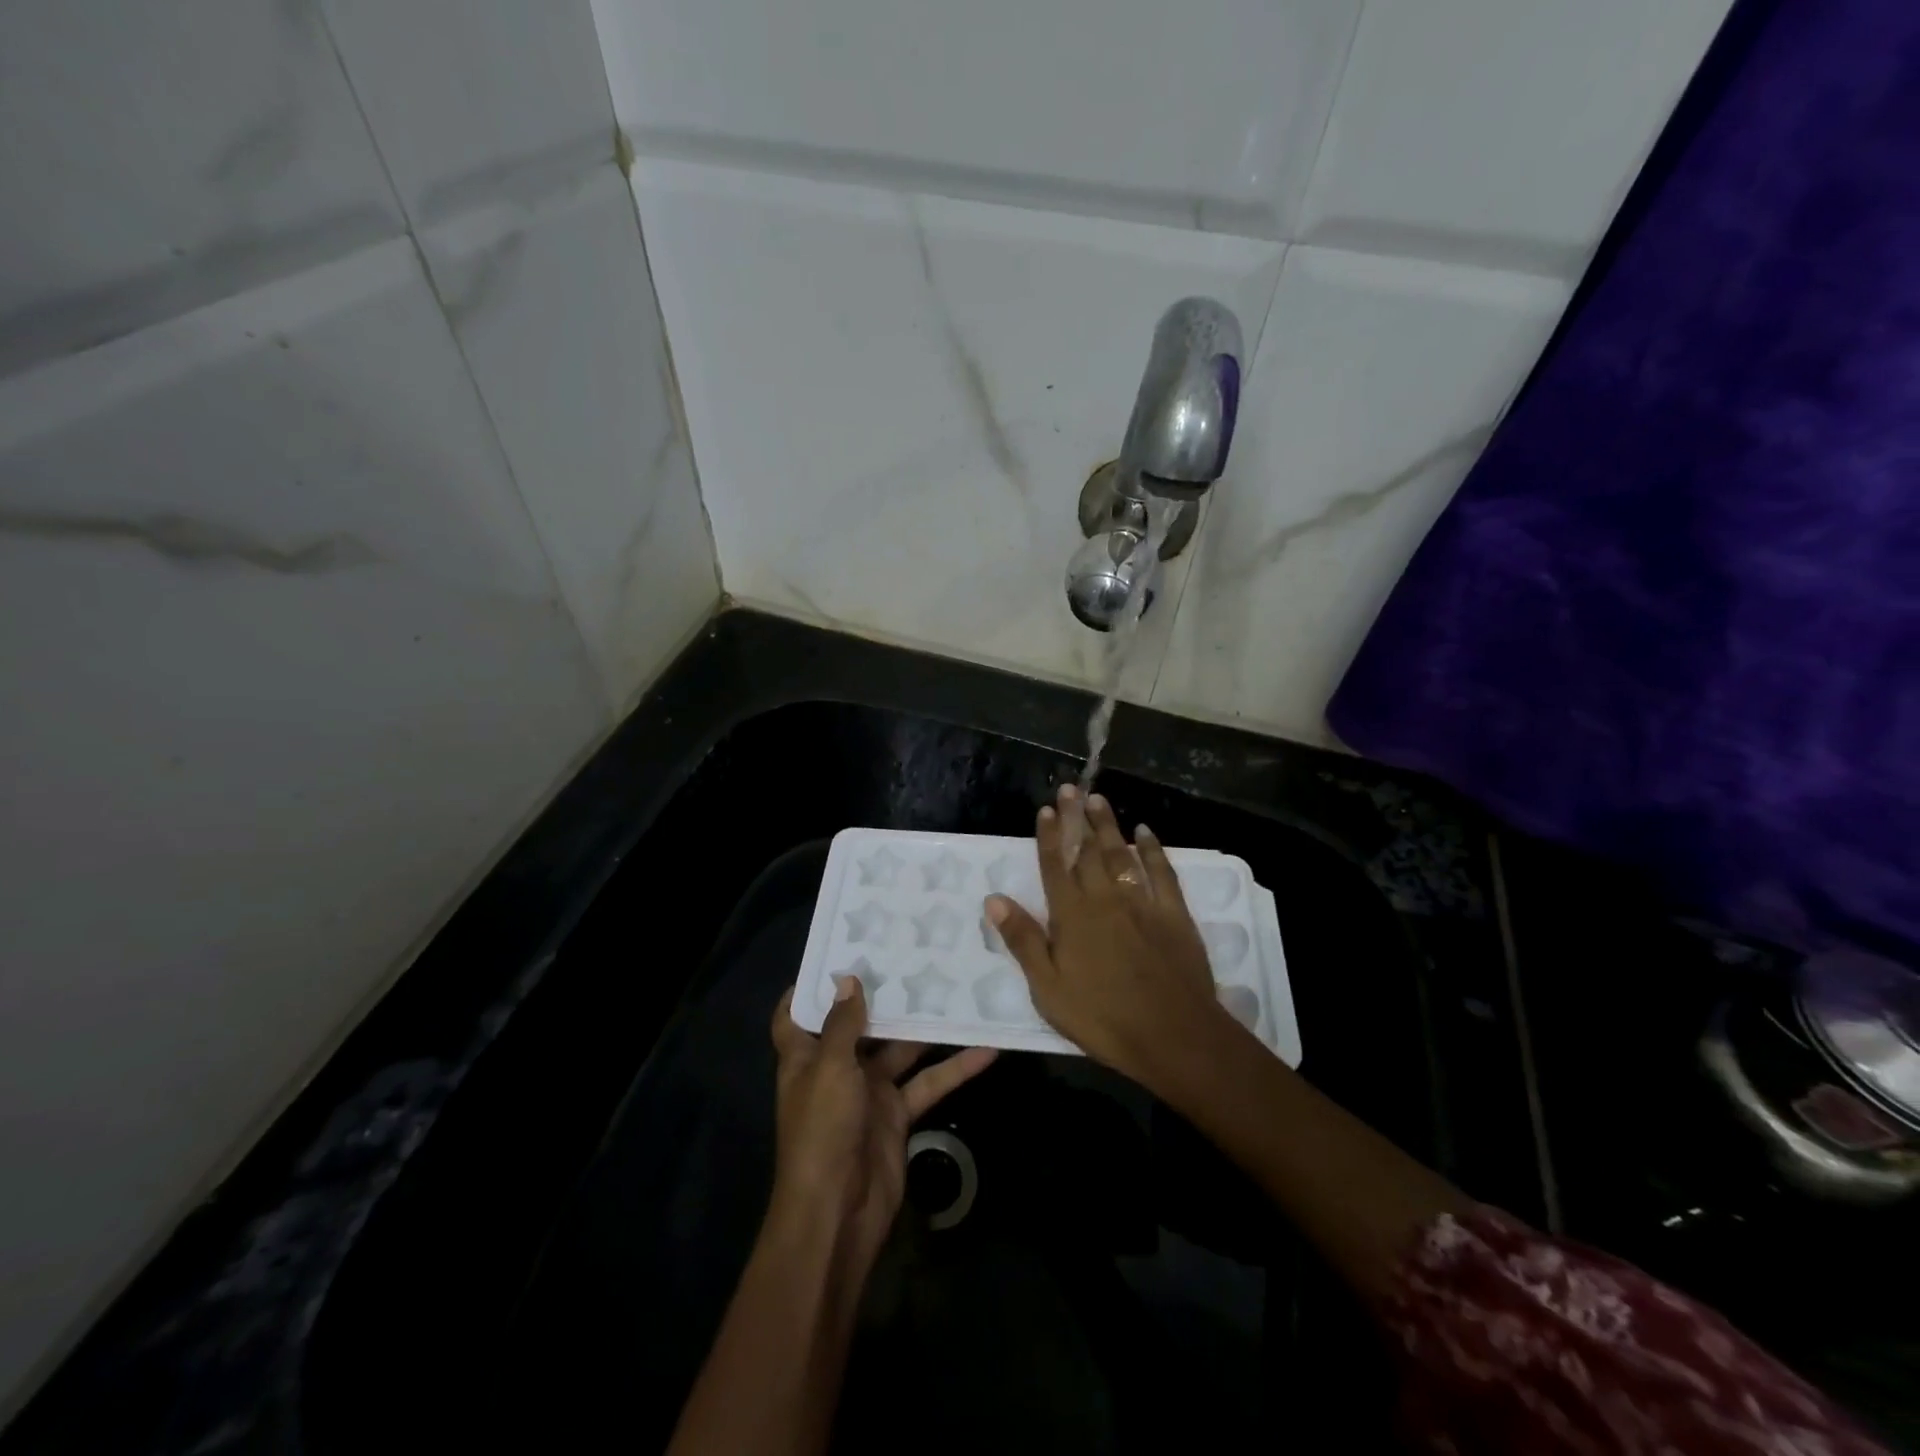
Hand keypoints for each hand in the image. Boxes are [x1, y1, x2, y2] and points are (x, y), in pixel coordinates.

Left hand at [769, 980, 995, 1280]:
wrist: (838, 1213)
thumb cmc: (823, 1130)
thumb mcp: (830, 1069)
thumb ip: (843, 1024)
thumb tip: (848, 979)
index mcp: (805, 1057)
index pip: (795, 1016)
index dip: (808, 988)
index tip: (835, 953)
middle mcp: (835, 1069)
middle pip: (858, 1025)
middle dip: (883, 996)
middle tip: (914, 955)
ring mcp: (868, 1092)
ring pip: (901, 1050)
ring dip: (926, 1028)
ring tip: (957, 988)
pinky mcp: (897, 1114)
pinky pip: (927, 1083)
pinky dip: (954, 1069)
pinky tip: (987, 1049)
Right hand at [986, 786, 1224, 1085]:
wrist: (1172, 1035)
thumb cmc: (1102, 1017)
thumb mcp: (1048, 988)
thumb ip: (1023, 940)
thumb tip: (994, 899)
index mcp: (1071, 916)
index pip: (1055, 867)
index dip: (1050, 837)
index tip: (1046, 809)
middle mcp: (1104, 899)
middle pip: (1088, 851)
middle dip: (1077, 818)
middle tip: (1071, 788)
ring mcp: (1141, 903)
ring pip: (1122, 854)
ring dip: (1109, 825)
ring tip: (1098, 799)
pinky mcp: (1174, 914)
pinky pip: (1162, 872)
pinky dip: (1154, 850)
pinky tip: (1146, 832)